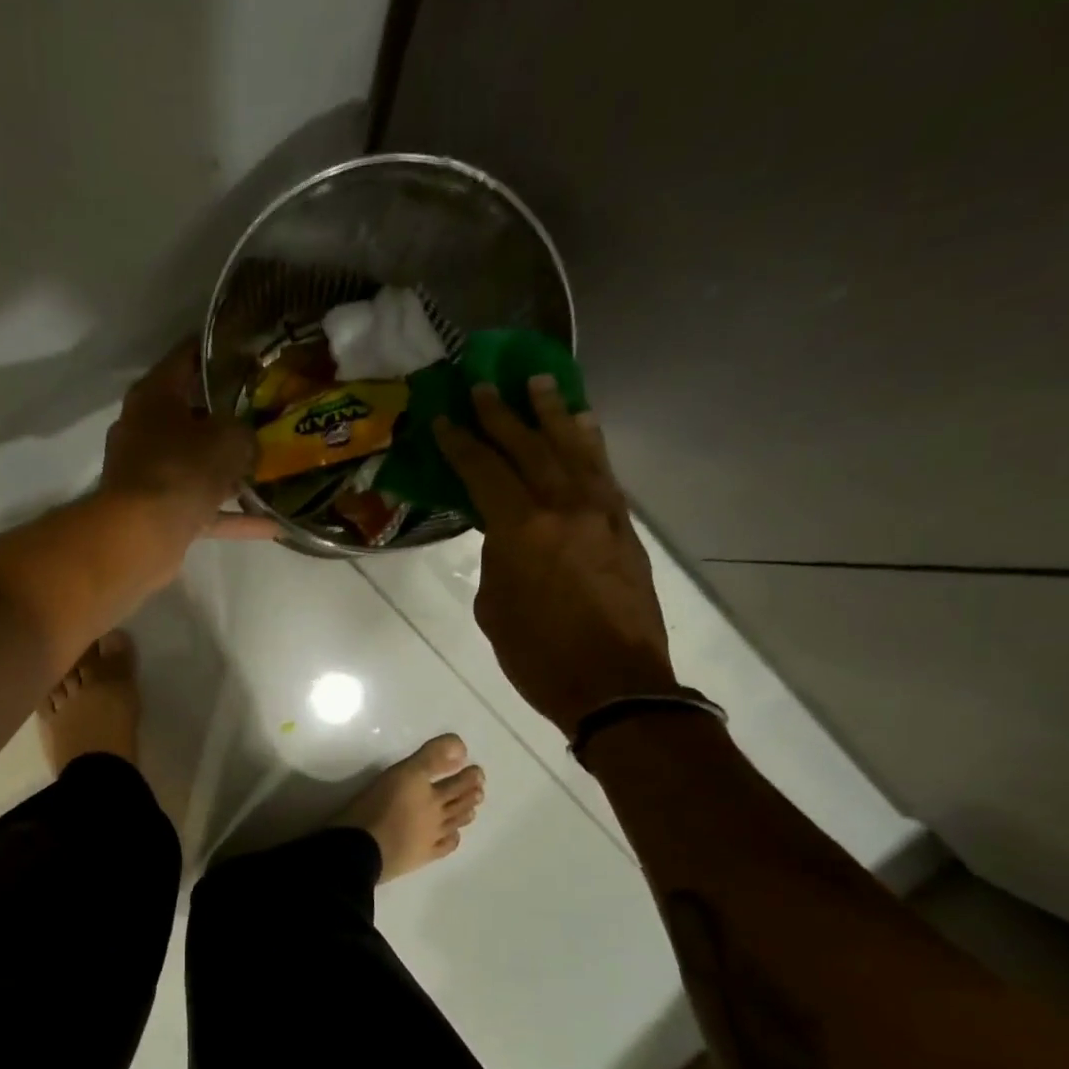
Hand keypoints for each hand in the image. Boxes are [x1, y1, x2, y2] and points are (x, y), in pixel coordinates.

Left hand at [102, 341, 276, 540]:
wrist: (140, 535)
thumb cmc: (181, 469)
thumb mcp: (229, 439)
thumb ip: (246, 432)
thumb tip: (249, 442)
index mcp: (154, 396)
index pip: (186, 358)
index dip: (218, 350)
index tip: (249, 349)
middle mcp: (146, 430)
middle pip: (192, 416)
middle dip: (229, 418)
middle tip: (268, 414)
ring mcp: (150, 474)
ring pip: (198, 466)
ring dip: (231, 472)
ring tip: (272, 470)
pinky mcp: (158, 513)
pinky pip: (202, 508)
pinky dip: (231, 515)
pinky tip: (270, 524)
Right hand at [435, 377, 676, 736]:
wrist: (616, 685)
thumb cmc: (539, 657)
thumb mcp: (495, 609)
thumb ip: (496, 561)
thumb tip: (504, 537)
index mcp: (521, 530)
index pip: (485, 471)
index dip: (461, 443)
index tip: (444, 419)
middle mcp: (563, 507)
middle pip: (529, 447)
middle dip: (502, 415)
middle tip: (484, 385)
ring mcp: (601, 512)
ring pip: (574, 448)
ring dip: (551, 414)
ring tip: (537, 383)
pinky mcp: (624, 527)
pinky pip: (603, 471)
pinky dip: (589, 443)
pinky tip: (582, 425)